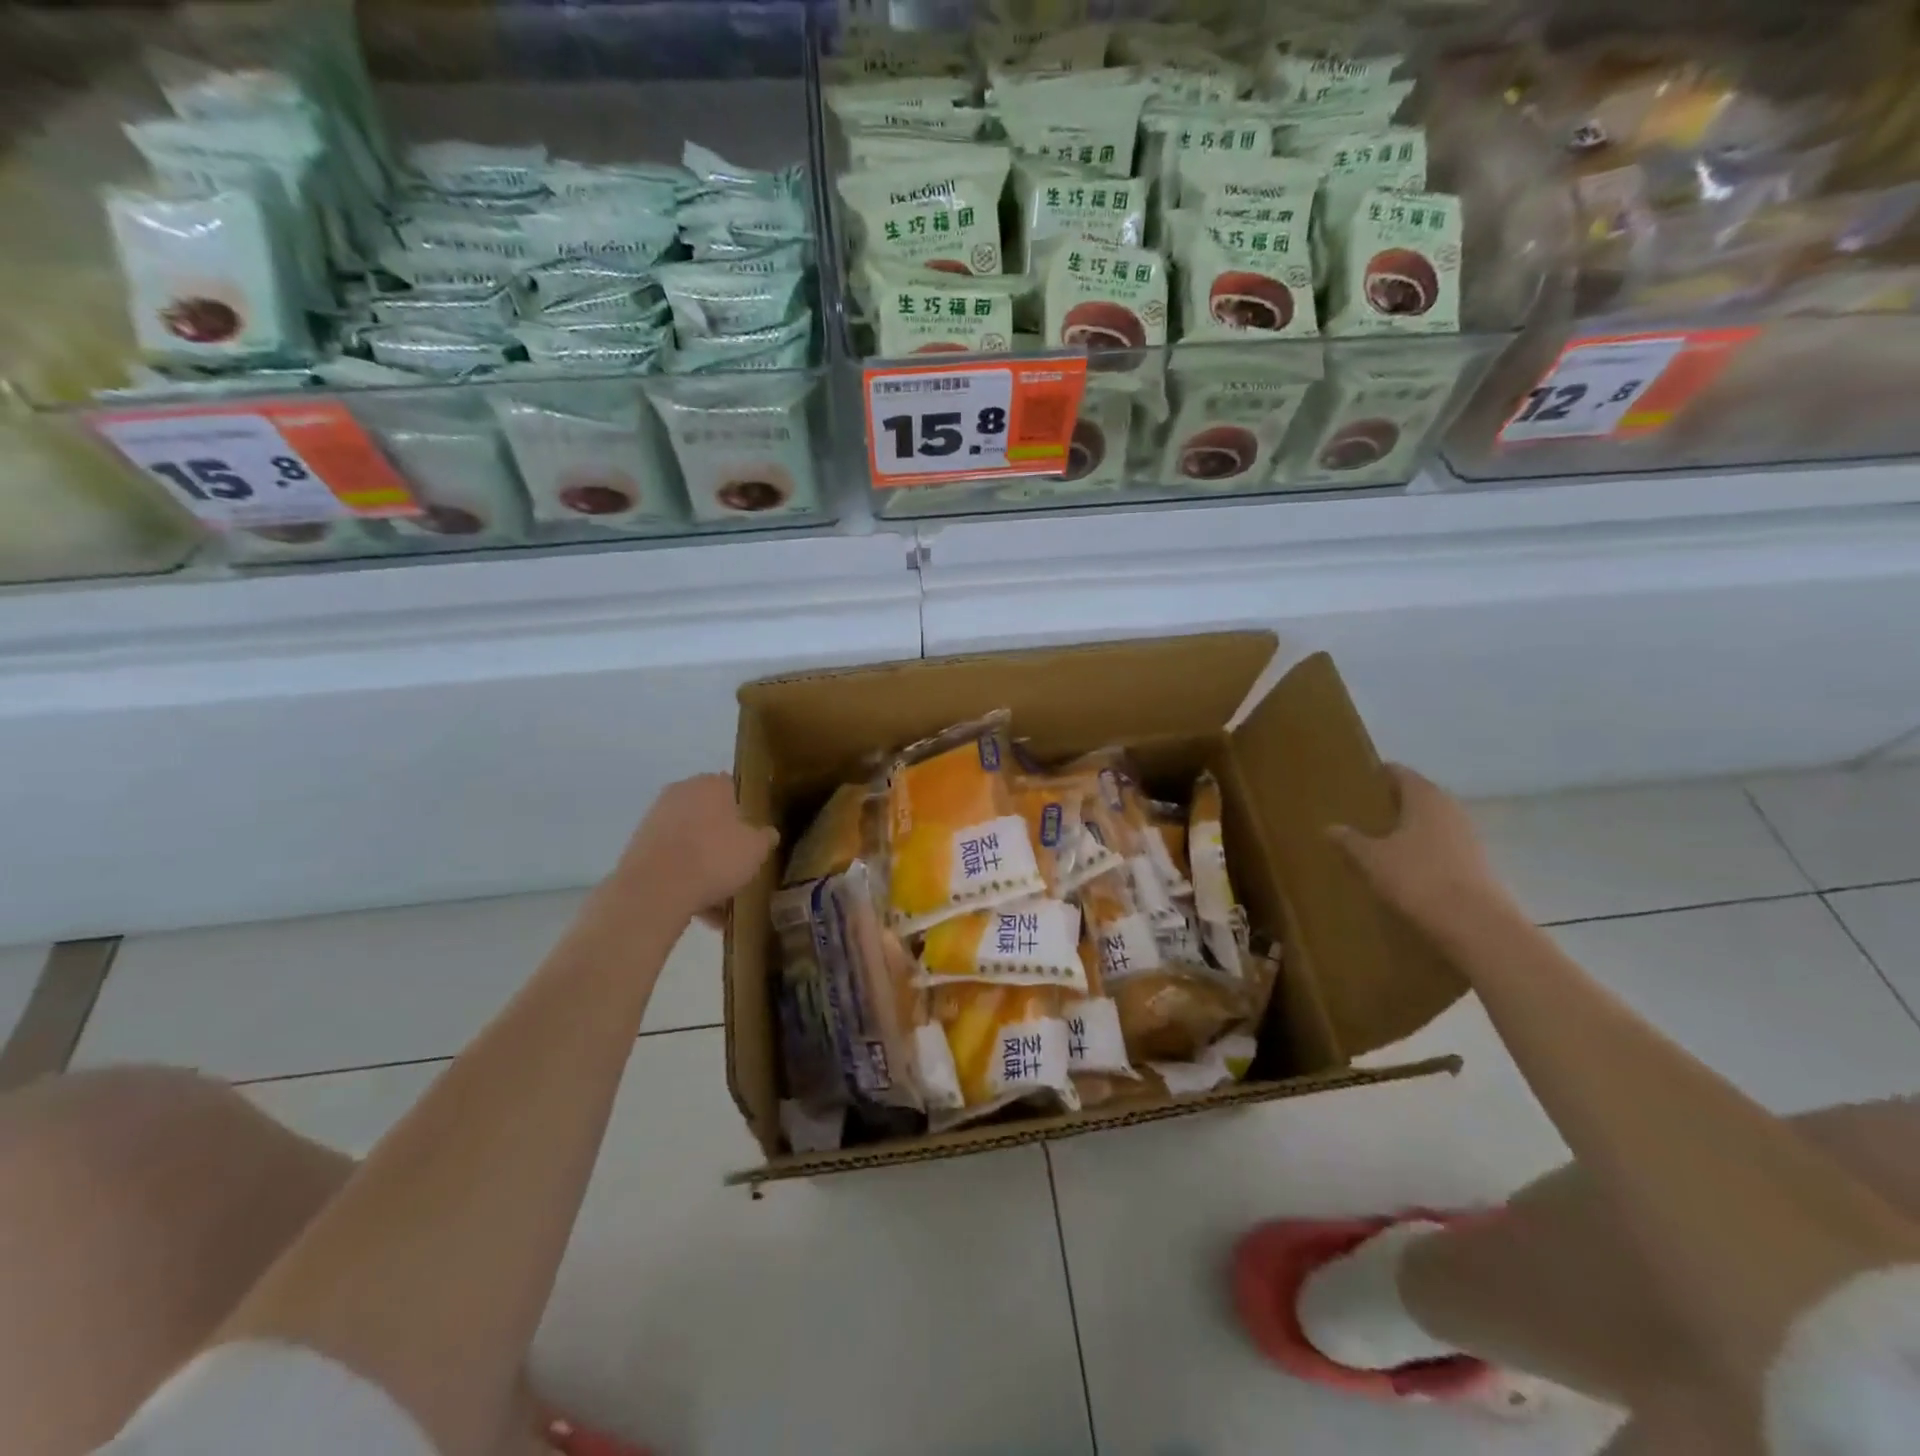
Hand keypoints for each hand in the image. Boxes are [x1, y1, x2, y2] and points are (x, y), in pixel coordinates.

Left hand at [614, 774, 777, 922]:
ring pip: (691, 843)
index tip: (754, 835)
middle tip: (739, 866)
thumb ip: (765, 838)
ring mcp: (655, 820)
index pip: (734, 789)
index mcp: (711, 784)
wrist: (655, 890)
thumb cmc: (714, 857)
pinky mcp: (639, 849)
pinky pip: (672, 863)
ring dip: (705, 866)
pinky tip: (703, 911)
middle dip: (724, 841)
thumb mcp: (756, 849)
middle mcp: (680, 793)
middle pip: (710, 816)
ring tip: (722, 901)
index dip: (746, 812)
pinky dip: (686, 881)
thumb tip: (767, 833)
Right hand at [1328, 765, 1520, 937]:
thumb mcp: (1372, 859)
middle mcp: (1450, 809)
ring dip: (1408, 828)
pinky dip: (1422, 850)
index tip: (1357, 782)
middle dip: (1392, 802)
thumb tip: (1331, 827)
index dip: (1379, 774)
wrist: (1475, 926)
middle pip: (1418, 796)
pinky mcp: (1475, 864)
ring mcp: (1468, 837)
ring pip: (1431, 822)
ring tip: (1378, 840)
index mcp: (1425, 797)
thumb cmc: (1418, 879)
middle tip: (1361, 812)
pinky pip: (1441, 847)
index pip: (1400, 773)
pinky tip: (1403, 867)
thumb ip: (1350, 840)